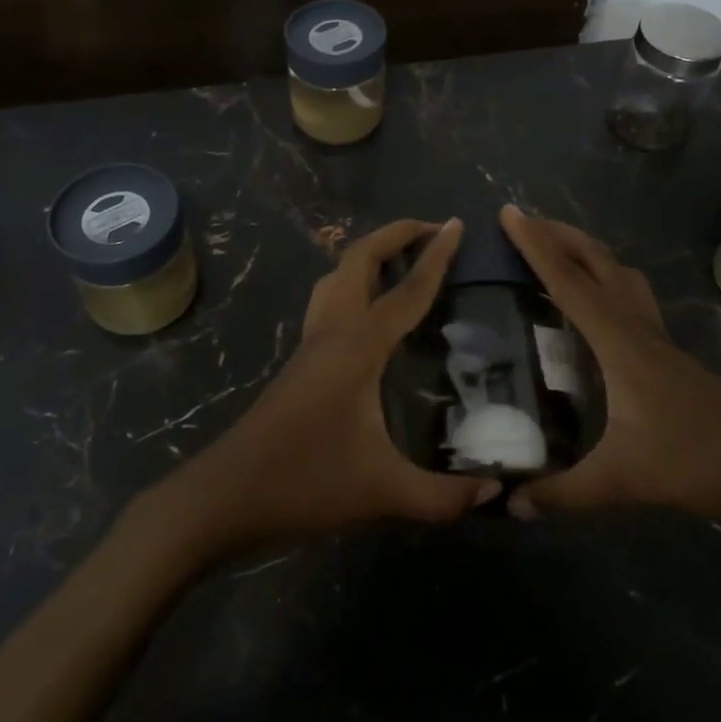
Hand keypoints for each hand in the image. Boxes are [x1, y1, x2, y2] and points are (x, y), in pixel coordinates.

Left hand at [160, 219, 497, 559]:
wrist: (226, 496)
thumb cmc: (303, 483)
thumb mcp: (381, 492)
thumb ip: (442, 496)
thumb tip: (494, 494)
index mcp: (357, 348)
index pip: (406, 291)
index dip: (436, 256)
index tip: (457, 224)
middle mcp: (332, 332)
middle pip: (359, 259)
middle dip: (396, 234)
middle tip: (434, 232)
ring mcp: (311, 343)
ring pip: (337, 275)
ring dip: (370, 254)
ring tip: (404, 258)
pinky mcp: (300, 360)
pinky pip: (329, 299)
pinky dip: (354, 283)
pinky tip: (370, 310)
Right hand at [498, 205, 720, 534]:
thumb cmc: (696, 462)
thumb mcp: (621, 481)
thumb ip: (561, 493)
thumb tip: (507, 503)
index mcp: (619, 343)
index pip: (569, 282)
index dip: (536, 246)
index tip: (509, 212)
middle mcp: (638, 329)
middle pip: (598, 262)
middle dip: (561, 235)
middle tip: (525, 225)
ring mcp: (658, 341)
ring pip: (621, 275)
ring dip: (588, 254)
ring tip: (557, 256)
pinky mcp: (669, 357)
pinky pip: (633, 301)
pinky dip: (608, 285)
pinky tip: (596, 312)